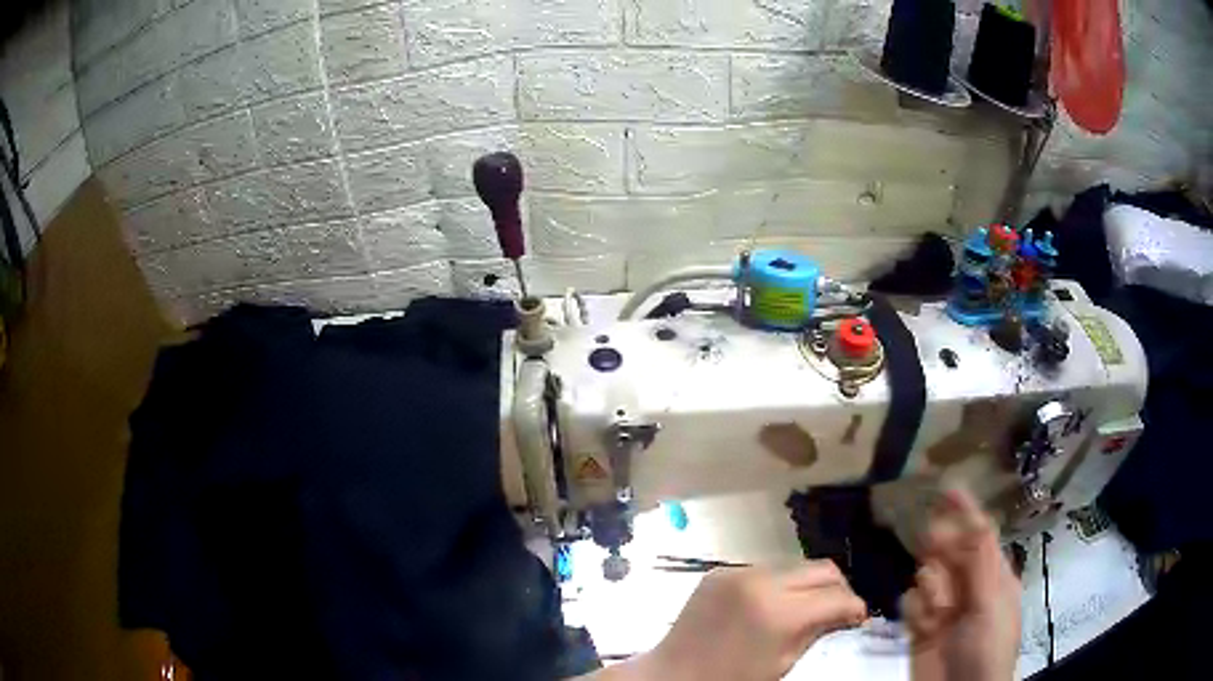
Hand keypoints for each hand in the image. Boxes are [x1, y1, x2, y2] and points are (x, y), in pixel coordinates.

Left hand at [599, 561, 865, 680]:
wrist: (672, 674)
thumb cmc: (730, 679)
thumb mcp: (783, 663)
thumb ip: (817, 632)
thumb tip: (846, 614)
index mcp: (779, 612)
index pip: (837, 596)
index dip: (855, 607)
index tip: (859, 617)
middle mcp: (761, 581)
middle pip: (822, 569)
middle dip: (838, 588)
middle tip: (840, 610)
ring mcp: (737, 572)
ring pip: (795, 566)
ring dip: (807, 585)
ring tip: (806, 608)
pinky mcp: (720, 571)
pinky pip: (764, 570)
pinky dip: (778, 585)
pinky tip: (772, 606)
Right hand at [902, 488, 1021, 680]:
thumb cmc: (987, 647)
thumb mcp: (990, 603)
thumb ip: (979, 563)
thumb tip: (968, 520)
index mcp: (994, 576)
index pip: (980, 535)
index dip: (966, 511)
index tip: (947, 487)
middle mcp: (969, 586)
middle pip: (950, 552)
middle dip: (941, 551)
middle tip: (931, 547)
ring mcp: (944, 608)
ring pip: (927, 576)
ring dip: (930, 589)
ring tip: (938, 613)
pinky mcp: (921, 627)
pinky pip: (911, 604)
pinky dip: (914, 610)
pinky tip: (924, 626)